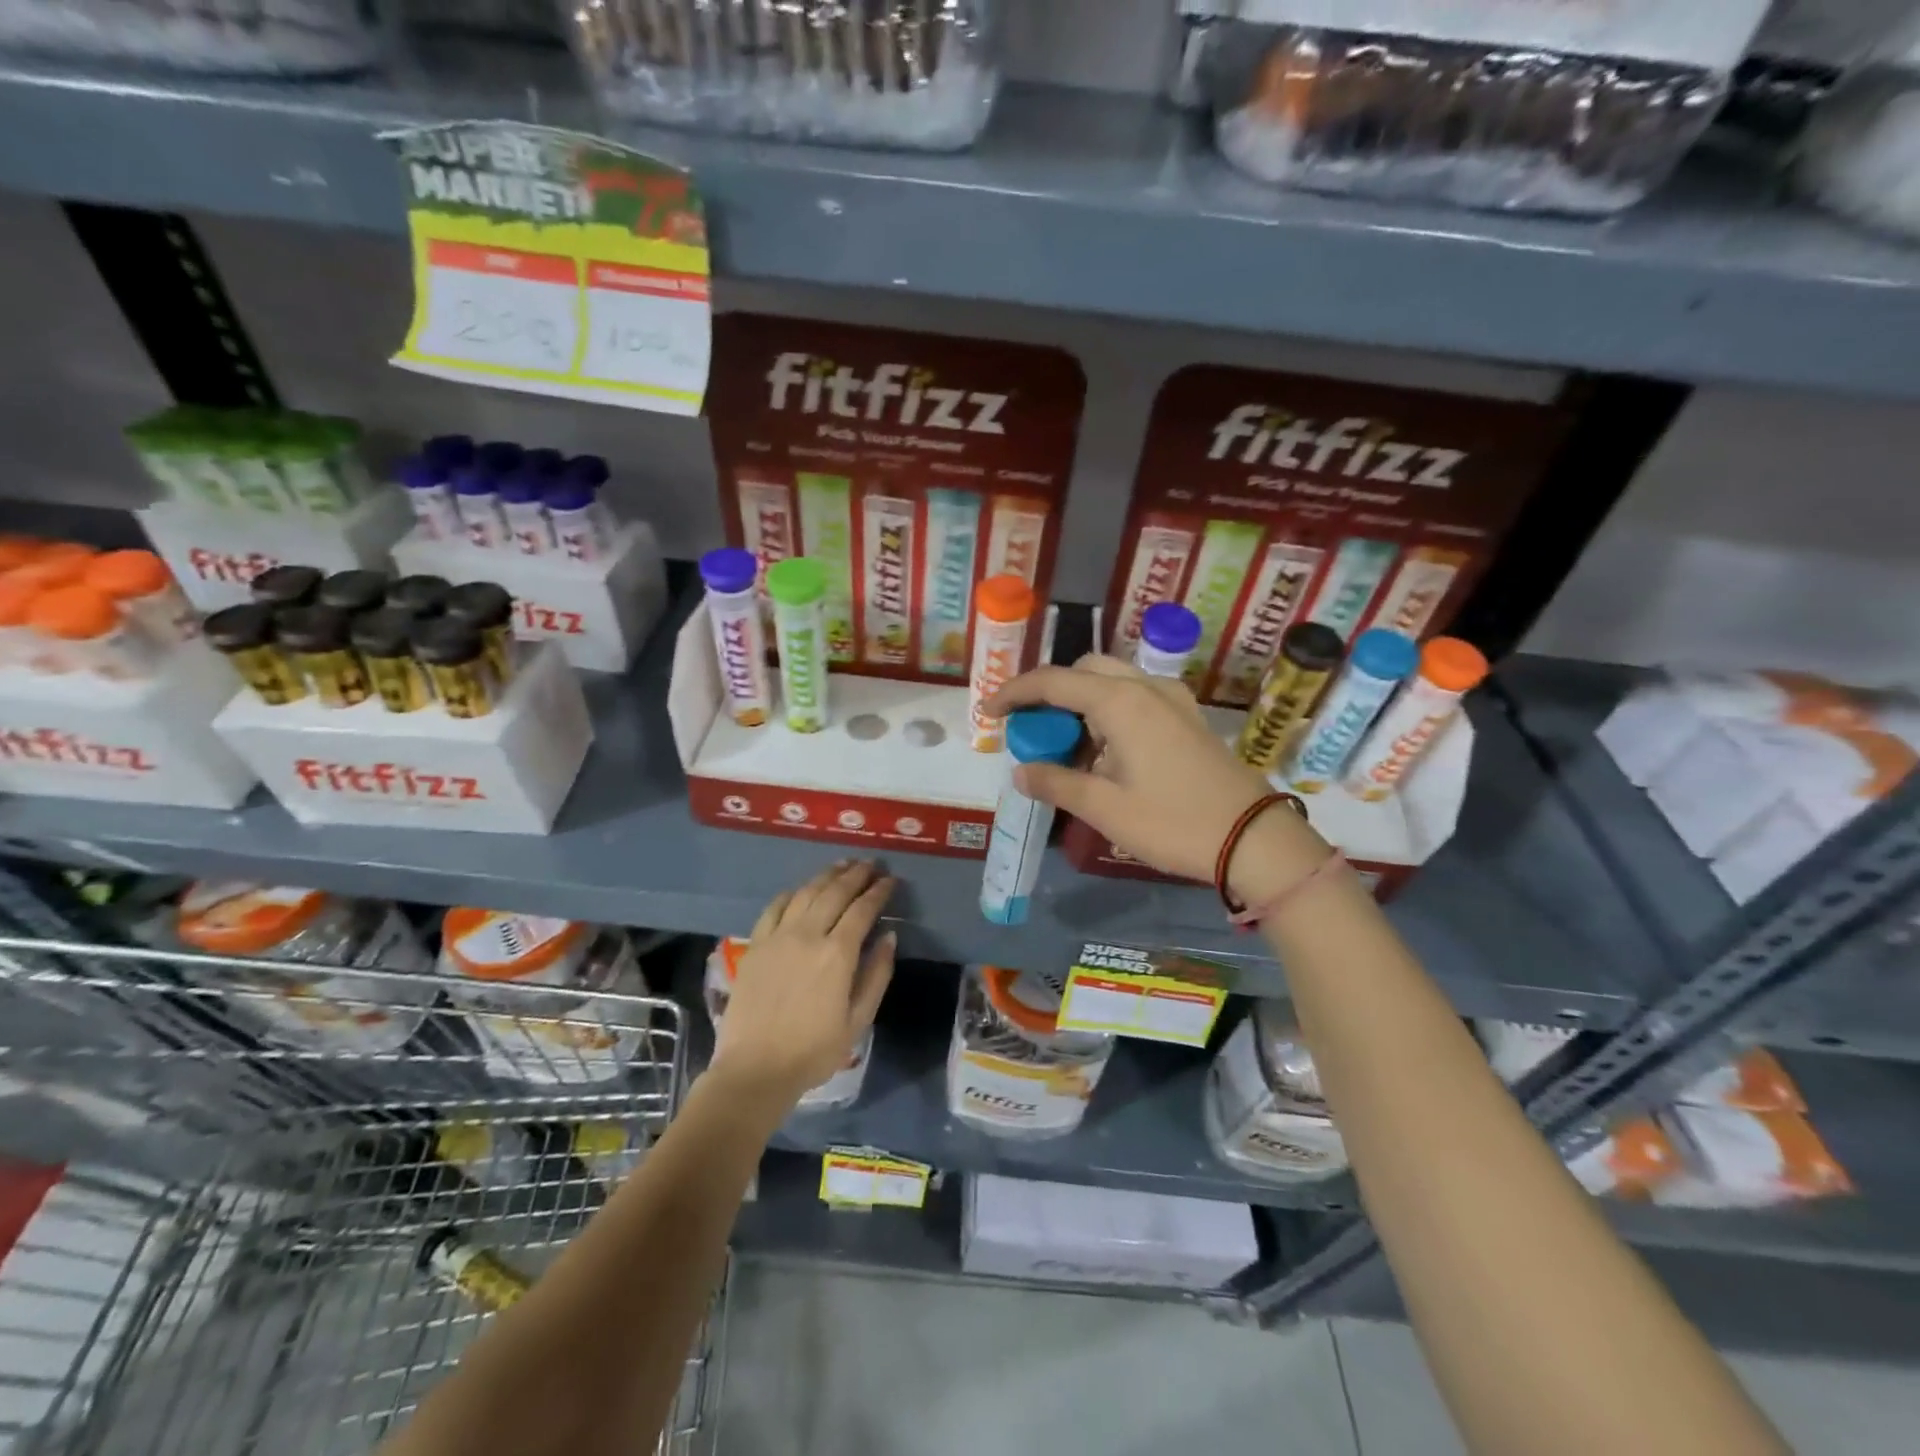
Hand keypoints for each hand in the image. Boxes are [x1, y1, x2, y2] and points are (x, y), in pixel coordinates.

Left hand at [710, 860, 896, 1109]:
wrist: (754, 1070)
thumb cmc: (813, 1051)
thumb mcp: (858, 1020)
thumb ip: (877, 974)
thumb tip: (889, 936)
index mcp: (838, 954)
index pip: (863, 909)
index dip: (879, 891)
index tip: (891, 879)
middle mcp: (808, 934)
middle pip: (835, 892)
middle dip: (856, 874)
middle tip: (871, 864)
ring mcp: (778, 936)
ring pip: (806, 892)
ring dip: (827, 876)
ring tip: (842, 866)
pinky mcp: (756, 944)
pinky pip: (775, 907)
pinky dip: (792, 892)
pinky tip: (801, 889)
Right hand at [983, 655, 1328, 901]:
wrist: (1254, 839)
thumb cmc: (1173, 822)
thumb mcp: (1104, 808)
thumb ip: (1056, 783)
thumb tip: (1020, 772)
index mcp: (1120, 702)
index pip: (1053, 682)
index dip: (1015, 692)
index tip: (989, 711)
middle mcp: (1146, 688)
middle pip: (1084, 671)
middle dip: (1051, 692)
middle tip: (1031, 728)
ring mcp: (1172, 700)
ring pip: (1112, 682)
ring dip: (1081, 703)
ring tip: (1065, 747)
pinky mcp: (1187, 718)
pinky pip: (1136, 698)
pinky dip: (1108, 711)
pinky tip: (1106, 751)